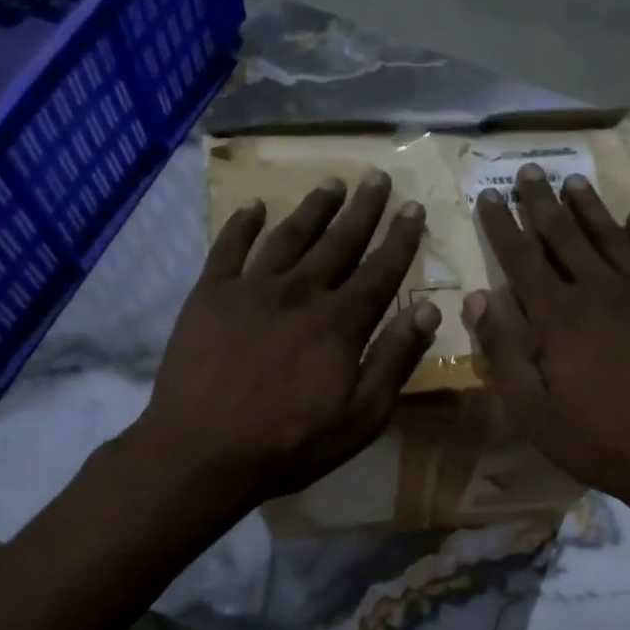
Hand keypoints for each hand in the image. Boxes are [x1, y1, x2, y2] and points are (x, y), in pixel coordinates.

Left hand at [133, 173, 439, 514]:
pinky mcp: (209, 295)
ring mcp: (250, 288)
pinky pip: (228, 247)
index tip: (413, 207)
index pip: (380, 270)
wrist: (200, 452)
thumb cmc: (289, 443)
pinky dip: (242, 224)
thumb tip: (428, 311)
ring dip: (313, 207)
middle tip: (377, 177)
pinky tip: (254, 207)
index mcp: (339, 322)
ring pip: (289, 235)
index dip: (401, 238)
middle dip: (363, 208)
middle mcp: (299, 291)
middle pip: (338, 241)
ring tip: (331, 183)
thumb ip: (395, 360)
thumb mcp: (360, 417)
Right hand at [465, 165, 629, 556]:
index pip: (521, 257)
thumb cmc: (598, 439)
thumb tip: (478, 297)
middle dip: (541, 202)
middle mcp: (599, 290)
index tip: (487, 195)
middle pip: (564, 235)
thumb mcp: (531, 410)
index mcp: (558, 316)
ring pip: (611, 236)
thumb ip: (503, 350)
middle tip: (529, 172)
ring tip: (573, 181)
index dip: (501, 224)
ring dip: (589, 207)